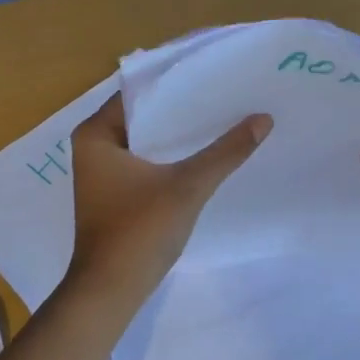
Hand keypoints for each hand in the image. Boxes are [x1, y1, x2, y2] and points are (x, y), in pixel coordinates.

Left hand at [65, 93, 271, 300]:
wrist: (111, 292)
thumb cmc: (139, 231)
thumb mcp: (187, 186)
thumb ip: (226, 152)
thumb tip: (264, 119)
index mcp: (96, 133)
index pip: (139, 91)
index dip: (176, 78)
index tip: (214, 67)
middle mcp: (95, 146)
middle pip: (145, 114)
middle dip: (183, 105)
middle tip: (228, 88)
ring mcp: (105, 171)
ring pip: (149, 139)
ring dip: (180, 132)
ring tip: (225, 113)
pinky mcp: (118, 192)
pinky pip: (149, 160)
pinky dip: (174, 155)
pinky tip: (207, 151)